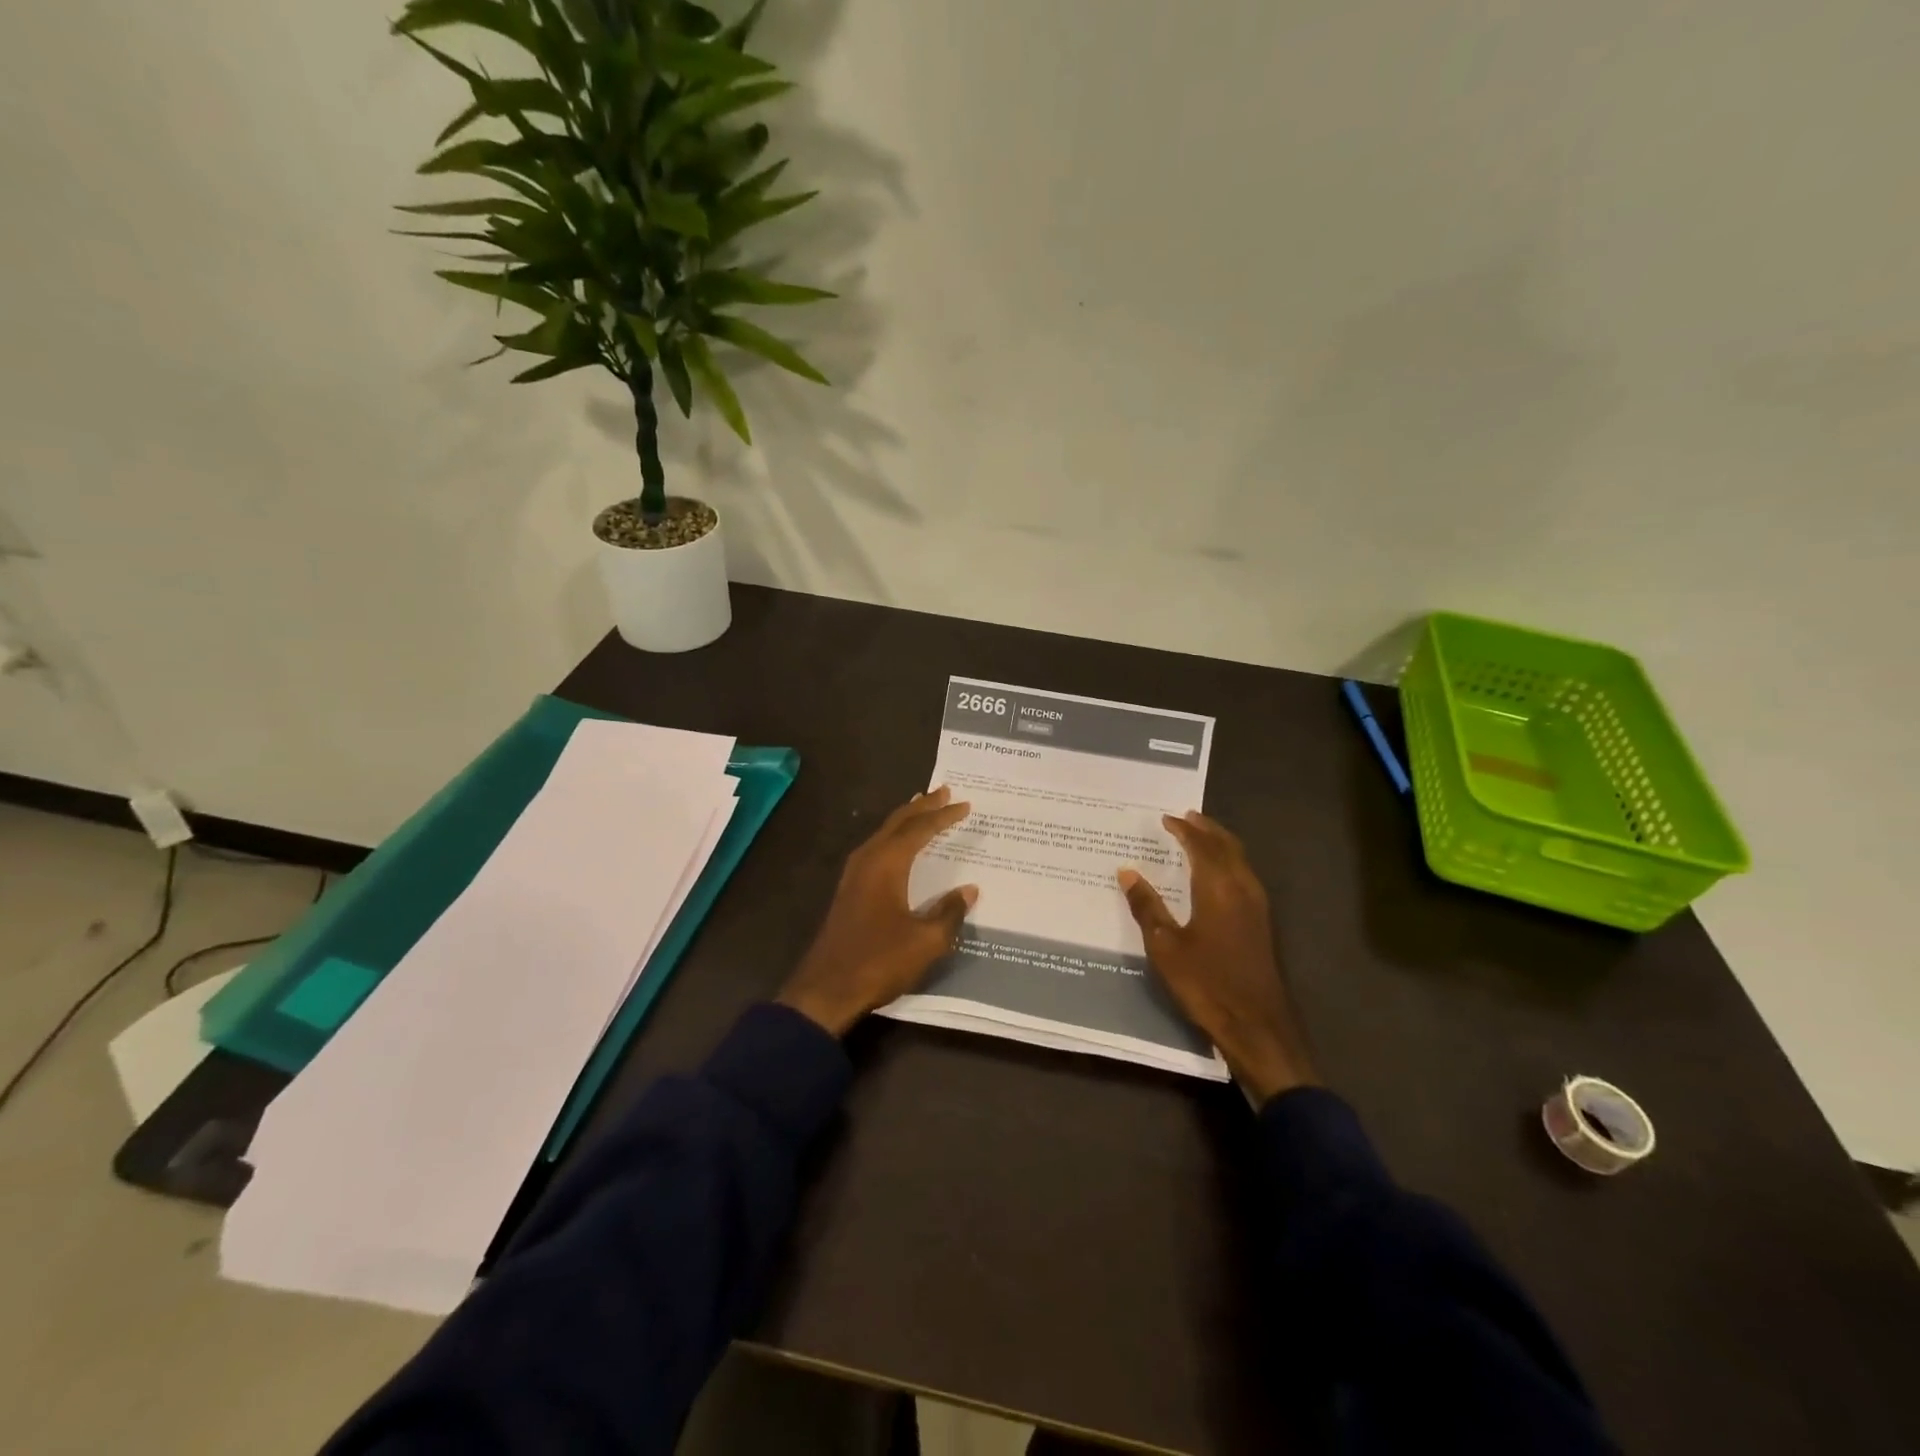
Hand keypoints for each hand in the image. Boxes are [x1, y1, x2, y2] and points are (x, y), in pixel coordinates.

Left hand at [778, 787, 979, 1035]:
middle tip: (944, 791)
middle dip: (922, 806)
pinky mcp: (849, 889)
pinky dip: (894, 837)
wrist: (826, 989)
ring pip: (884, 833)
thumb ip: (950, 912)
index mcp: (887, 864)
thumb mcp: (926, 941)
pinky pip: (876, 848)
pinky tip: (900, 846)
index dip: (943, 816)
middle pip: (898, 822)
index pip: (920, 829)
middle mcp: (868, 859)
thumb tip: (970, 891)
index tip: (965, 805)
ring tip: (923, 808)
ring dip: (906, 819)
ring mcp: (854, 874)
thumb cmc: (878, 961)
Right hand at [1118, 811, 1318, 1104]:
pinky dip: (1228, 862)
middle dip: (1207, 829)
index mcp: (1219, 887)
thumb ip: (1147, 906)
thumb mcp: (1165, 946)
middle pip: (1227, 846)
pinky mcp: (1262, 924)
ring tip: (1200, 837)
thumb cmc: (1206, 984)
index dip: (1184, 830)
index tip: (1166, 819)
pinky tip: (1216, 876)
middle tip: (1187, 817)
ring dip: (1220, 844)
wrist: (1257, 1026)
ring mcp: (1257, 907)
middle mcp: (1243, 888)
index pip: (1201, 846)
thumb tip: (1127, 872)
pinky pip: (1244, 876)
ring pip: (1240, 860)